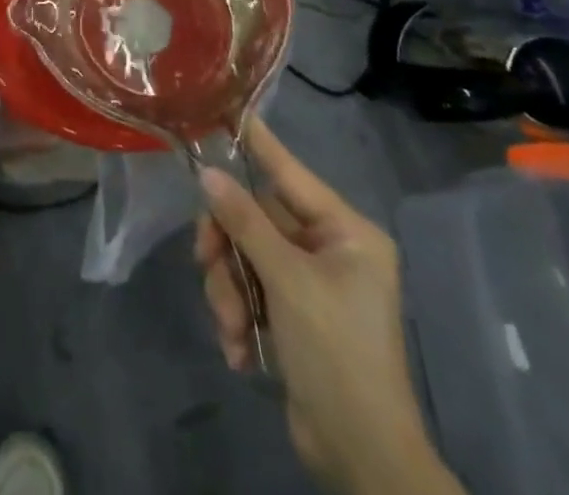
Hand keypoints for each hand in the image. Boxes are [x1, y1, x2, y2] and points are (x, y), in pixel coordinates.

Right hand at [195, 121, 457, 494]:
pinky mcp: (293, 313)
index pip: (290, 171)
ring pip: (245, 256)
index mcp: (345, 232)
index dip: (257, 143)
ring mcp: (309, 282)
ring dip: (229, 291)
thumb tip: (209, 174)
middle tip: (206, 264)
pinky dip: (238, 316)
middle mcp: (329, 249)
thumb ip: (245, 222)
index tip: (224, 110)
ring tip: (231, 329)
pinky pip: (250, 289)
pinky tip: (240, 351)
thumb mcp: (287, 282)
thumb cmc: (336, 354)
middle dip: (229, 250)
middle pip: (255, 219)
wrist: (362, 457)